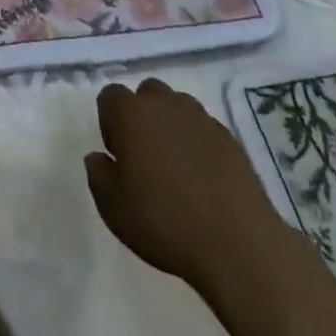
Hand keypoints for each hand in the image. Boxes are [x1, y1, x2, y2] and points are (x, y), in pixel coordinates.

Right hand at [84, 78, 283, 297]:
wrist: (237, 243)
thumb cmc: (164, 222)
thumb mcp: (113, 208)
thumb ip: (98, 175)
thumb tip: (98, 157)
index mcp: (132, 113)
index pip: (110, 96)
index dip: (109, 122)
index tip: (117, 155)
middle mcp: (165, 104)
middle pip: (146, 93)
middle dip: (141, 116)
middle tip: (144, 157)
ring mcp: (201, 117)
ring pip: (177, 106)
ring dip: (170, 125)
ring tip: (175, 167)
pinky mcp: (229, 137)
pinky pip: (203, 128)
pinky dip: (197, 143)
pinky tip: (202, 178)